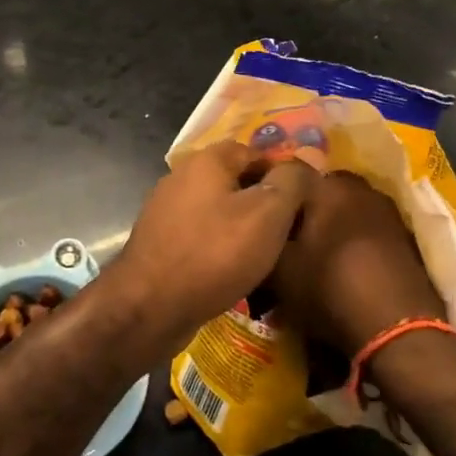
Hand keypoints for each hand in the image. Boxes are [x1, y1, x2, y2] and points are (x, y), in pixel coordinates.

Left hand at [106, 140, 317, 351]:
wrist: (151, 304)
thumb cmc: (215, 253)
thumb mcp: (266, 214)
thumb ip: (289, 182)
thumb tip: (305, 159)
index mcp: (204, 161)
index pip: (251, 151)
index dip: (280, 172)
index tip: (302, 202)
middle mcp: (180, 177)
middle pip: (232, 180)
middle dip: (261, 201)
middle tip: (288, 231)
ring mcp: (165, 210)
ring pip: (216, 209)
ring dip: (240, 226)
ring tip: (266, 254)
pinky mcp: (159, 241)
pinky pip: (199, 235)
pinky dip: (219, 246)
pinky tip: (234, 270)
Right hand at [269, 171, 444, 355]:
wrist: (398, 330)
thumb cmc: (330, 288)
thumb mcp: (279, 268)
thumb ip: (265, 235)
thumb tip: (257, 222)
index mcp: (327, 185)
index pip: (290, 172)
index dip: (272, 191)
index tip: (259, 212)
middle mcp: (360, 188)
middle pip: (321, 189)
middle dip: (304, 207)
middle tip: (287, 233)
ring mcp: (387, 212)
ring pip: (346, 208)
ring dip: (331, 224)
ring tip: (315, 252)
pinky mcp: (406, 238)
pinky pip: (368, 229)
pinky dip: (354, 240)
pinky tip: (344, 265)